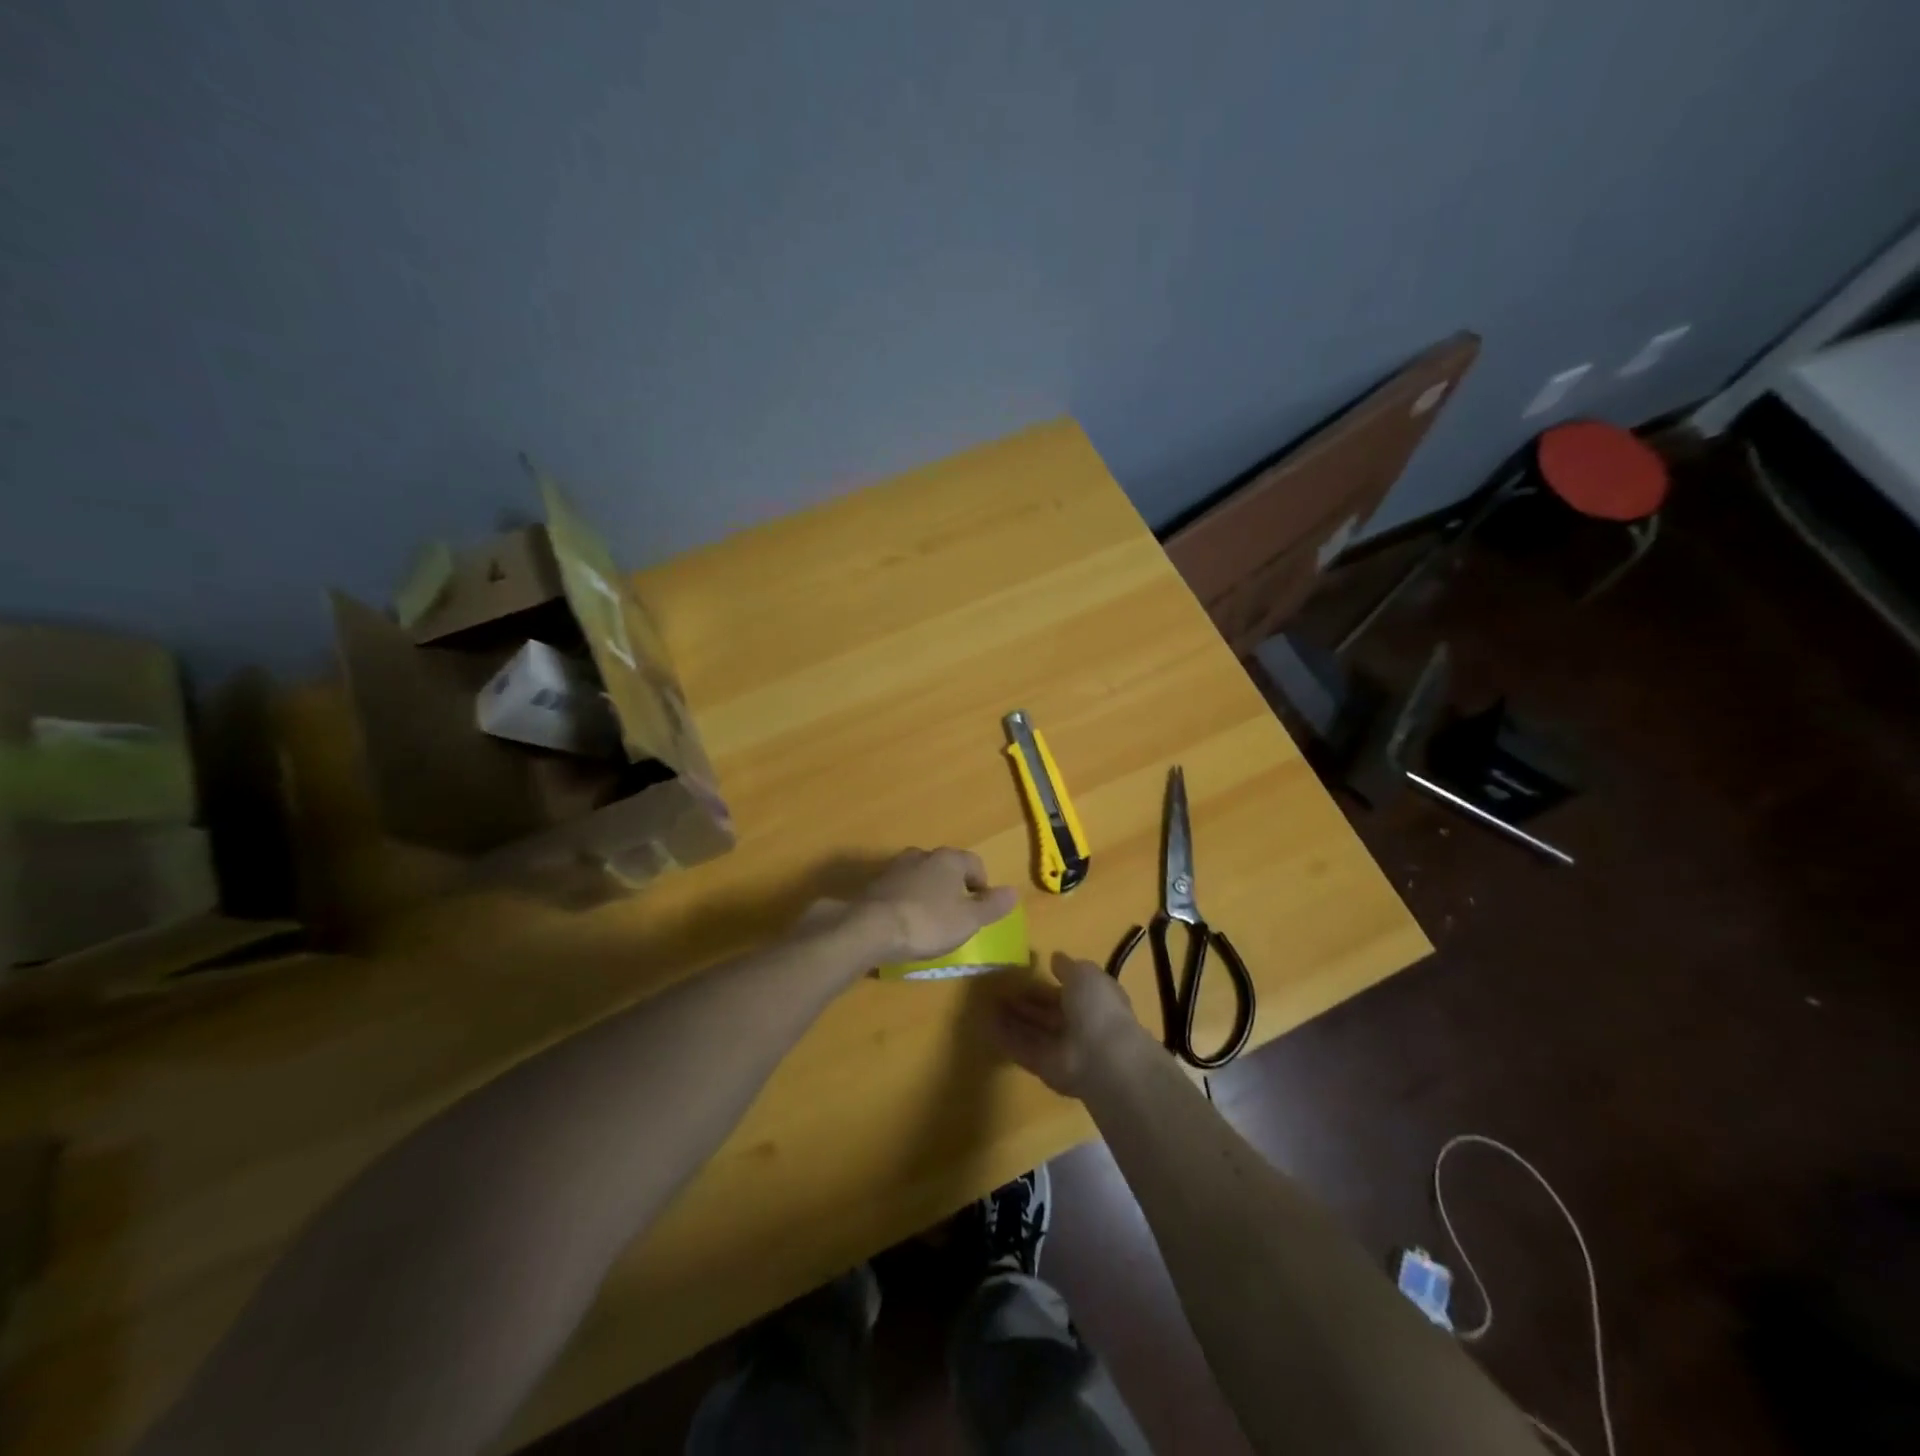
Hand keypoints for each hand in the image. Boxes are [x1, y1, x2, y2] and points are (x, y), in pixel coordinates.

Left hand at [834, 848, 1018, 963]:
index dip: (982, 884)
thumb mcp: (968, 920)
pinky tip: (906, 922)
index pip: (974, 863)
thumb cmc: (927, 922)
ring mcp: (895, 868)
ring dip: (929, 892)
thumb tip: (1013, 892)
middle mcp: (922, 855)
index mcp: (948, 859)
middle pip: (945, 866)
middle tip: (957, 913)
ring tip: (930, 919)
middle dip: (953, 886)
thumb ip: (991, 906)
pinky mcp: (875, 884)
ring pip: (921, 875)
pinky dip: (907, 900)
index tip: (981, 907)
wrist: (870, 928)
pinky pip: (900, 889)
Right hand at [994, 952, 1153, 1096]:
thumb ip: (1068, 967)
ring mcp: (1060, 1047)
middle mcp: (1077, 1025)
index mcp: (1093, 1001)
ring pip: (1033, 1030)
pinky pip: (1021, 1048)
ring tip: (988, 1002)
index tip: (1024, 972)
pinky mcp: (1043, 1066)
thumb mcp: (1085, 975)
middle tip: (999, 988)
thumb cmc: (1097, 1008)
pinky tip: (985, 1023)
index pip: (1067, 991)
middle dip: (1026, 1001)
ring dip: (1012, 1018)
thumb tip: (1055, 958)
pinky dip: (1005, 1038)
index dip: (1047, 982)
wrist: (1102, 1059)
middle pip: (1047, 1012)